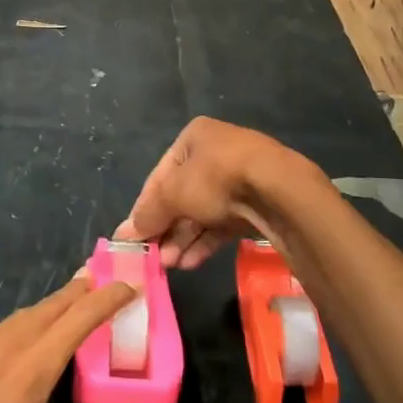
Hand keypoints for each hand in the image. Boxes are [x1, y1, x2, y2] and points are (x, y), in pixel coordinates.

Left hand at [0, 271, 155, 402]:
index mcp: (29, 369)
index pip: (78, 319)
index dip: (107, 298)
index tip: (133, 284)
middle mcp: (3, 347)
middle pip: (50, 307)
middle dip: (81, 291)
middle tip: (108, 282)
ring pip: (23, 315)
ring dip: (53, 305)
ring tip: (76, 302)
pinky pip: (2, 330)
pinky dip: (27, 322)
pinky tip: (30, 337)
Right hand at [115, 117, 309, 268]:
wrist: (278, 190)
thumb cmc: (216, 178)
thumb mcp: (173, 193)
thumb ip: (148, 213)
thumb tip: (124, 233)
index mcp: (194, 137)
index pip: (160, 175)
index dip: (144, 207)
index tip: (134, 236)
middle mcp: (216, 153)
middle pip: (181, 196)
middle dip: (166, 228)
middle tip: (153, 257)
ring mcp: (238, 178)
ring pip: (202, 212)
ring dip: (183, 239)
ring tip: (169, 265)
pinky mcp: (254, 203)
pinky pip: (222, 224)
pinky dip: (205, 241)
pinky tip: (190, 263)